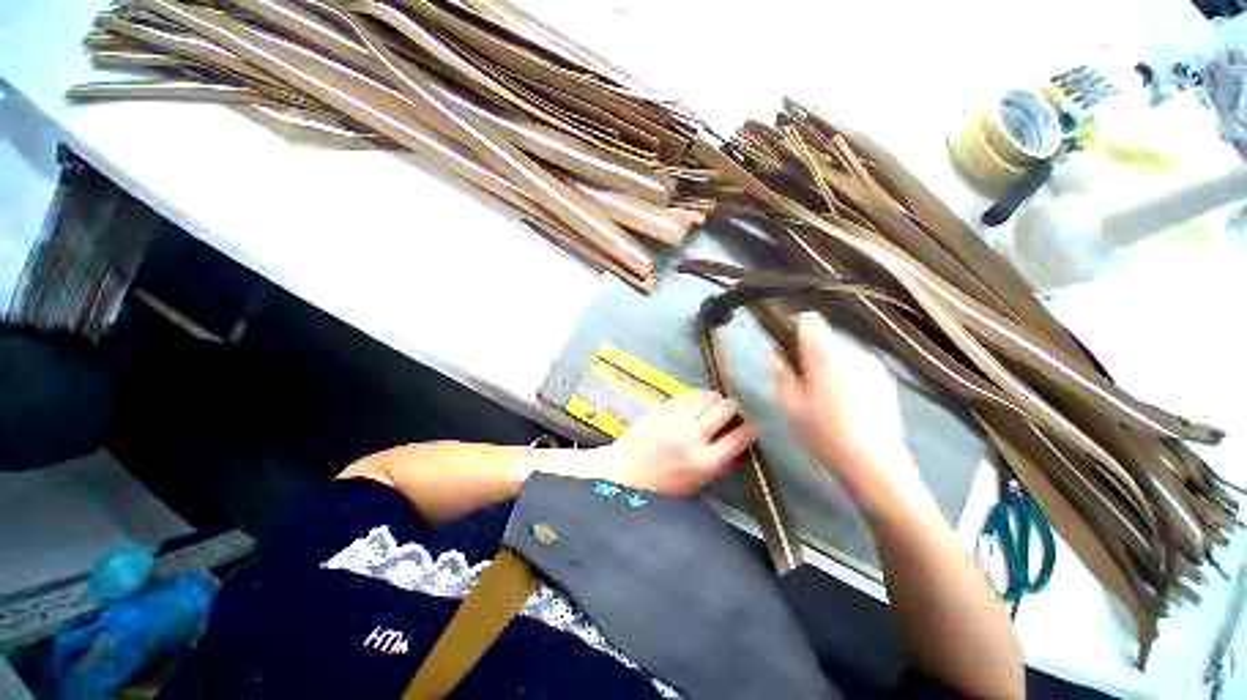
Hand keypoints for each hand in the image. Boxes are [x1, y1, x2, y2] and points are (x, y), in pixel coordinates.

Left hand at [596, 389, 757, 495]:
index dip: (751, 429)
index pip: (739, 438)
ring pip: (707, 397)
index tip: (753, 426)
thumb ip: (719, 468)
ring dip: (716, 399)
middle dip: (734, 408)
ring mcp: (676, 419)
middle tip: (733, 411)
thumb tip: (739, 451)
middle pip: (725, 410)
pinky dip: (699, 395)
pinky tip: (699, 399)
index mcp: (704, 462)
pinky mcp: (663, 408)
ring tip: (716, 403)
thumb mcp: (695, 485)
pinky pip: (688, 395)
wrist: (624, 473)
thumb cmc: (661, 487)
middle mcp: (693, 437)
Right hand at [775, 312, 921, 508]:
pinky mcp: (885, 380)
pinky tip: (844, 402)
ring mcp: (872, 365)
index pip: (809, 322)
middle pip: (825, 338)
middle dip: (811, 353)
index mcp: (826, 355)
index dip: (794, 331)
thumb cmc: (823, 433)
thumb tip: (776, 354)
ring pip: (841, 352)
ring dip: (829, 364)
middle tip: (801, 381)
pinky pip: (856, 366)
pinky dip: (846, 374)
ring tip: (823, 394)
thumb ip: (781, 373)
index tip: (787, 350)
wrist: (875, 464)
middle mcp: (852, 352)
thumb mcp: (790, 405)